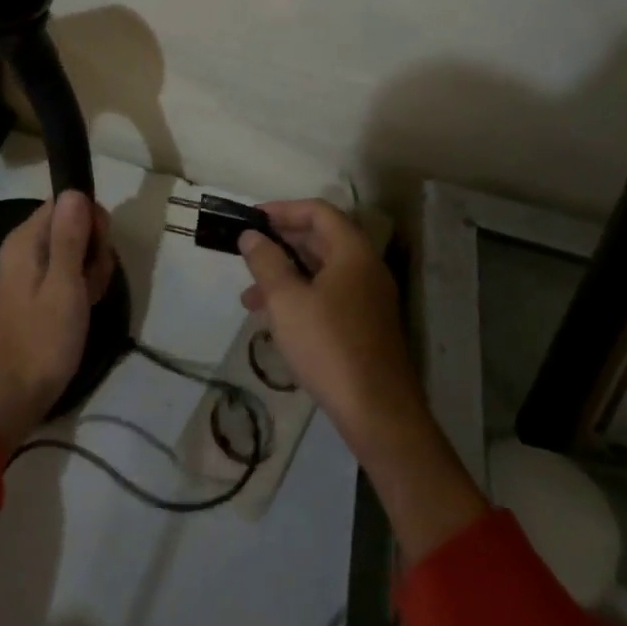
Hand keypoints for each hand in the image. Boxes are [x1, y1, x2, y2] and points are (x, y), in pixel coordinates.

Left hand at [0, 191, 114, 454]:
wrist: (19, 394)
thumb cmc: (45, 338)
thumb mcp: (65, 285)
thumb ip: (70, 236)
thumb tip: (75, 190)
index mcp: (25, 239)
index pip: (66, 202)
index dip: (89, 220)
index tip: (98, 250)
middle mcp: (24, 246)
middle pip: (72, 223)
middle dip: (93, 247)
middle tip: (92, 281)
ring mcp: (30, 268)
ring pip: (75, 247)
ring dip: (91, 268)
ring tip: (89, 298)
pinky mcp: (37, 288)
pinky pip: (67, 269)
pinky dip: (81, 283)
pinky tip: (85, 305)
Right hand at [242, 200, 486, 561]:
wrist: (379, 415)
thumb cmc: (329, 347)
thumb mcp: (286, 301)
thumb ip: (266, 262)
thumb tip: (251, 236)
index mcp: (353, 252)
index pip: (318, 211)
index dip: (283, 209)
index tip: (252, 219)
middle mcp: (366, 268)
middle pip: (321, 239)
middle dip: (280, 244)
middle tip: (247, 253)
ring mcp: (369, 299)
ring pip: (322, 271)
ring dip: (285, 275)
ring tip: (249, 297)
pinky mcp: (366, 327)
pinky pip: (329, 296)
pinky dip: (300, 297)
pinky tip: (275, 321)